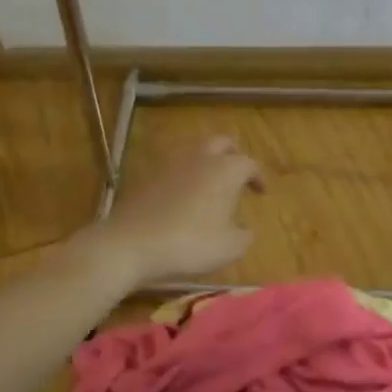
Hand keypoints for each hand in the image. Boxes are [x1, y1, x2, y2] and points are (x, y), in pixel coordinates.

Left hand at [97, 135, 263, 285]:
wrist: (131, 244)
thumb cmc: (189, 244)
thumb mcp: (229, 248)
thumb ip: (244, 236)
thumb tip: (246, 230)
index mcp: (225, 170)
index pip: (249, 163)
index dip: (257, 177)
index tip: (261, 192)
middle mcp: (200, 158)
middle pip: (222, 143)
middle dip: (233, 155)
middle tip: (238, 174)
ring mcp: (170, 164)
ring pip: (195, 151)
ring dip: (207, 162)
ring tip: (210, 185)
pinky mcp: (147, 175)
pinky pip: (173, 167)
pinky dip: (184, 175)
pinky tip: (183, 196)